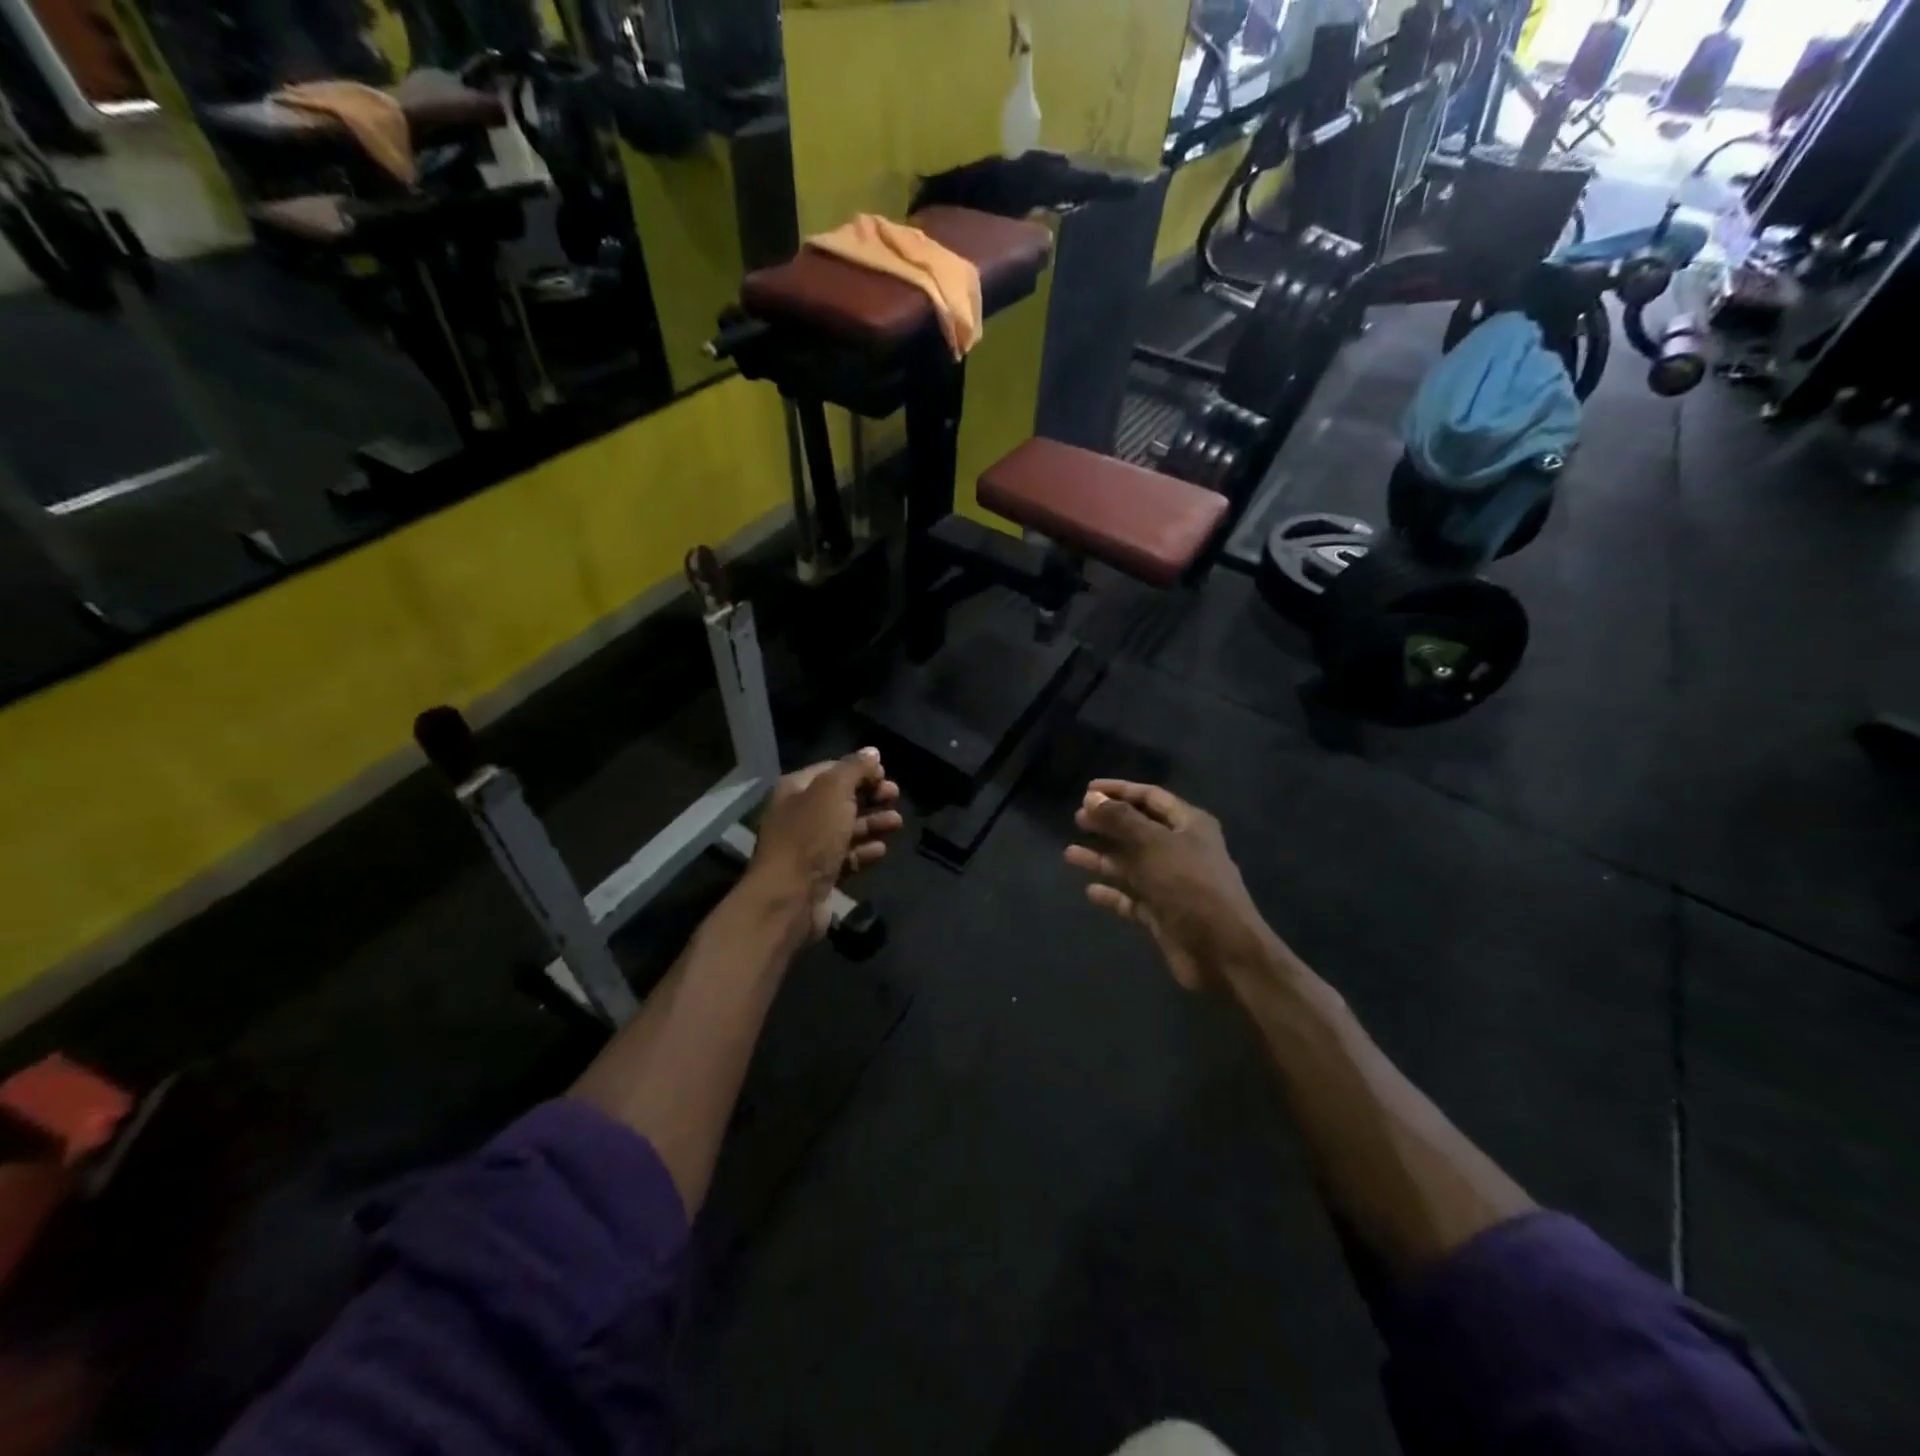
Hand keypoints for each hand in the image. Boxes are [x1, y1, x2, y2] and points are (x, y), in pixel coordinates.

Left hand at [752, 749, 902, 940]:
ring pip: (846, 829)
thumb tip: (872, 752)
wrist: (788, 898)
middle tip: (895, 796)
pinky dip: (864, 851)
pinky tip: (881, 850)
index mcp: (795, 789)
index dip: (859, 770)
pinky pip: (846, 857)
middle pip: (840, 799)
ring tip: (897, 823)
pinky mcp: (820, 875)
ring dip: (872, 823)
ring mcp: (809, 847)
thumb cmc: (810, 837)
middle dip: (870, 796)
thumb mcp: (833, 792)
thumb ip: (854, 769)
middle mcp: (799, 815)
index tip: (885, 774)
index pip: (831, 770)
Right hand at [1065, 780, 1274, 990]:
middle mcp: (1181, 849)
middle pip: (1138, 829)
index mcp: (1189, 824)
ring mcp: (1171, 882)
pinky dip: (1112, 893)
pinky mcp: (1162, 912)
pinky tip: (1090, 890)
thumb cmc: (1190, 885)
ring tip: (1070, 854)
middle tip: (1077, 819)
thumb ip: (1121, 819)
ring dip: (1102, 857)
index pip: (1150, 797)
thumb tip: (1091, 798)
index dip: (1119, 791)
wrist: (1222, 951)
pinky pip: (1131, 897)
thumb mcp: (1153, 844)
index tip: (1087, 790)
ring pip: (1130, 864)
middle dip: (1108, 823)